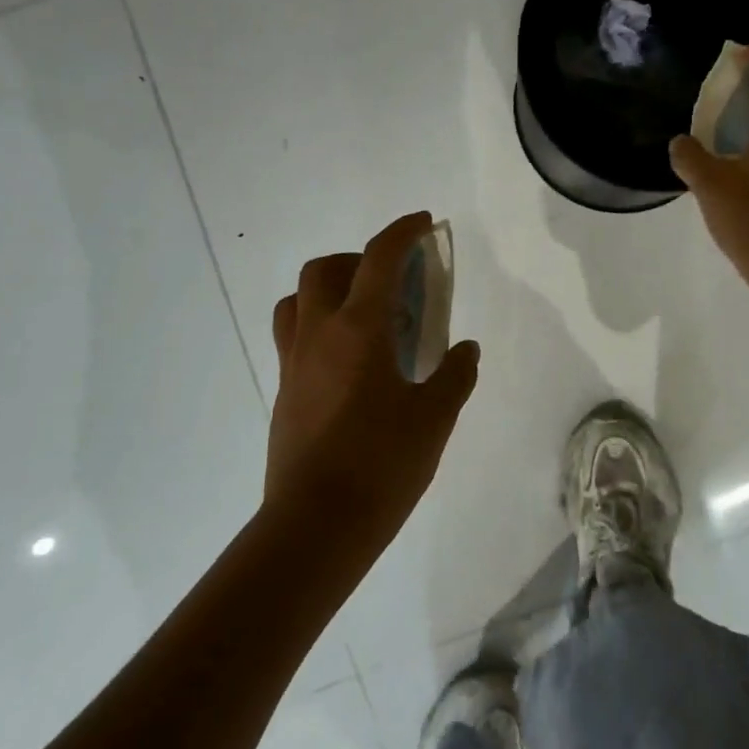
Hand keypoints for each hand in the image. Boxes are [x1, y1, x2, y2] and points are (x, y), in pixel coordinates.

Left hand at [265, 212, 480, 566]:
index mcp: (358, 330)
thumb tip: (465, 350)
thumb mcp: (434, 418)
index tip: (422, 223)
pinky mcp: (283, 391)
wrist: (317, 526)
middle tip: (392, 280)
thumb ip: (454, 375)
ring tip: (362, 314)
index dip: (402, 232)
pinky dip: (319, 325)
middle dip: (357, 259)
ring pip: (297, 300)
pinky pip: (293, 336)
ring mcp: (293, 363)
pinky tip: (350, 361)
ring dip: (328, 290)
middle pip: (324, 270)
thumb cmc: (382, 465)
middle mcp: (318, 334)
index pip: (378, 259)